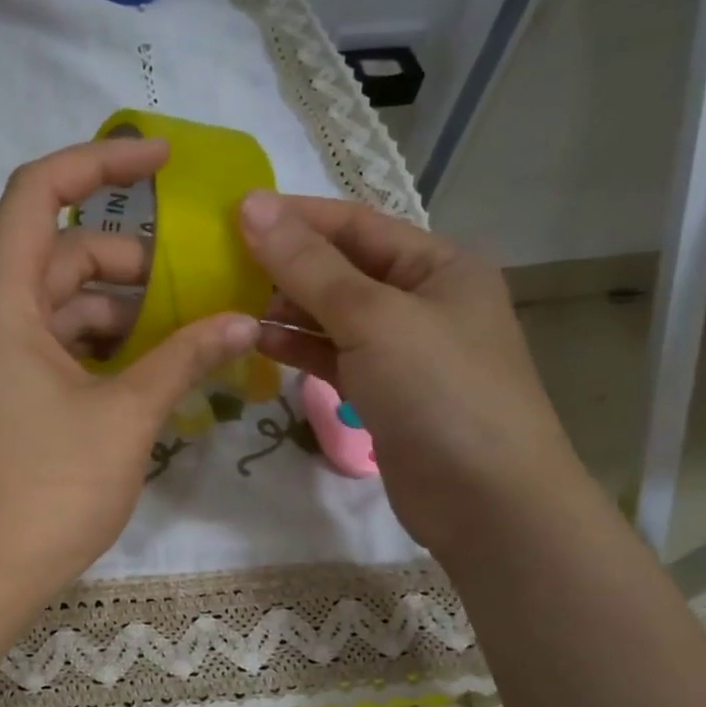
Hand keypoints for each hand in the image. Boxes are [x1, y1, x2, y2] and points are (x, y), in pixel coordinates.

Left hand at [0, 139, 260, 598]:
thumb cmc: (55, 489)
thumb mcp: (129, 415)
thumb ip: (185, 356)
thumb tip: (245, 320)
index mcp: (0, 304)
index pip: (37, 193)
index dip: (99, 162)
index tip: (161, 161)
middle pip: (57, 253)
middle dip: (127, 260)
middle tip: (190, 283)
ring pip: (56, 302)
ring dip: (116, 308)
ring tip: (179, 330)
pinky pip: (49, 341)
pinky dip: (94, 342)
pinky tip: (144, 365)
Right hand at [239, 190, 582, 551]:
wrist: (486, 500)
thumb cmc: (439, 391)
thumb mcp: (373, 317)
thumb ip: (308, 265)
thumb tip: (251, 206)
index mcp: (438, 264)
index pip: (355, 225)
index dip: (295, 217)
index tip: (231, 216)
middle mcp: (422, 300)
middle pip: (342, 269)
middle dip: (285, 265)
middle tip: (220, 265)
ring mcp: (403, 350)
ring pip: (333, 316)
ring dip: (285, 309)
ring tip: (229, 304)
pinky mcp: (384, 393)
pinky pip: (333, 357)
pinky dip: (298, 348)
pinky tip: (258, 343)